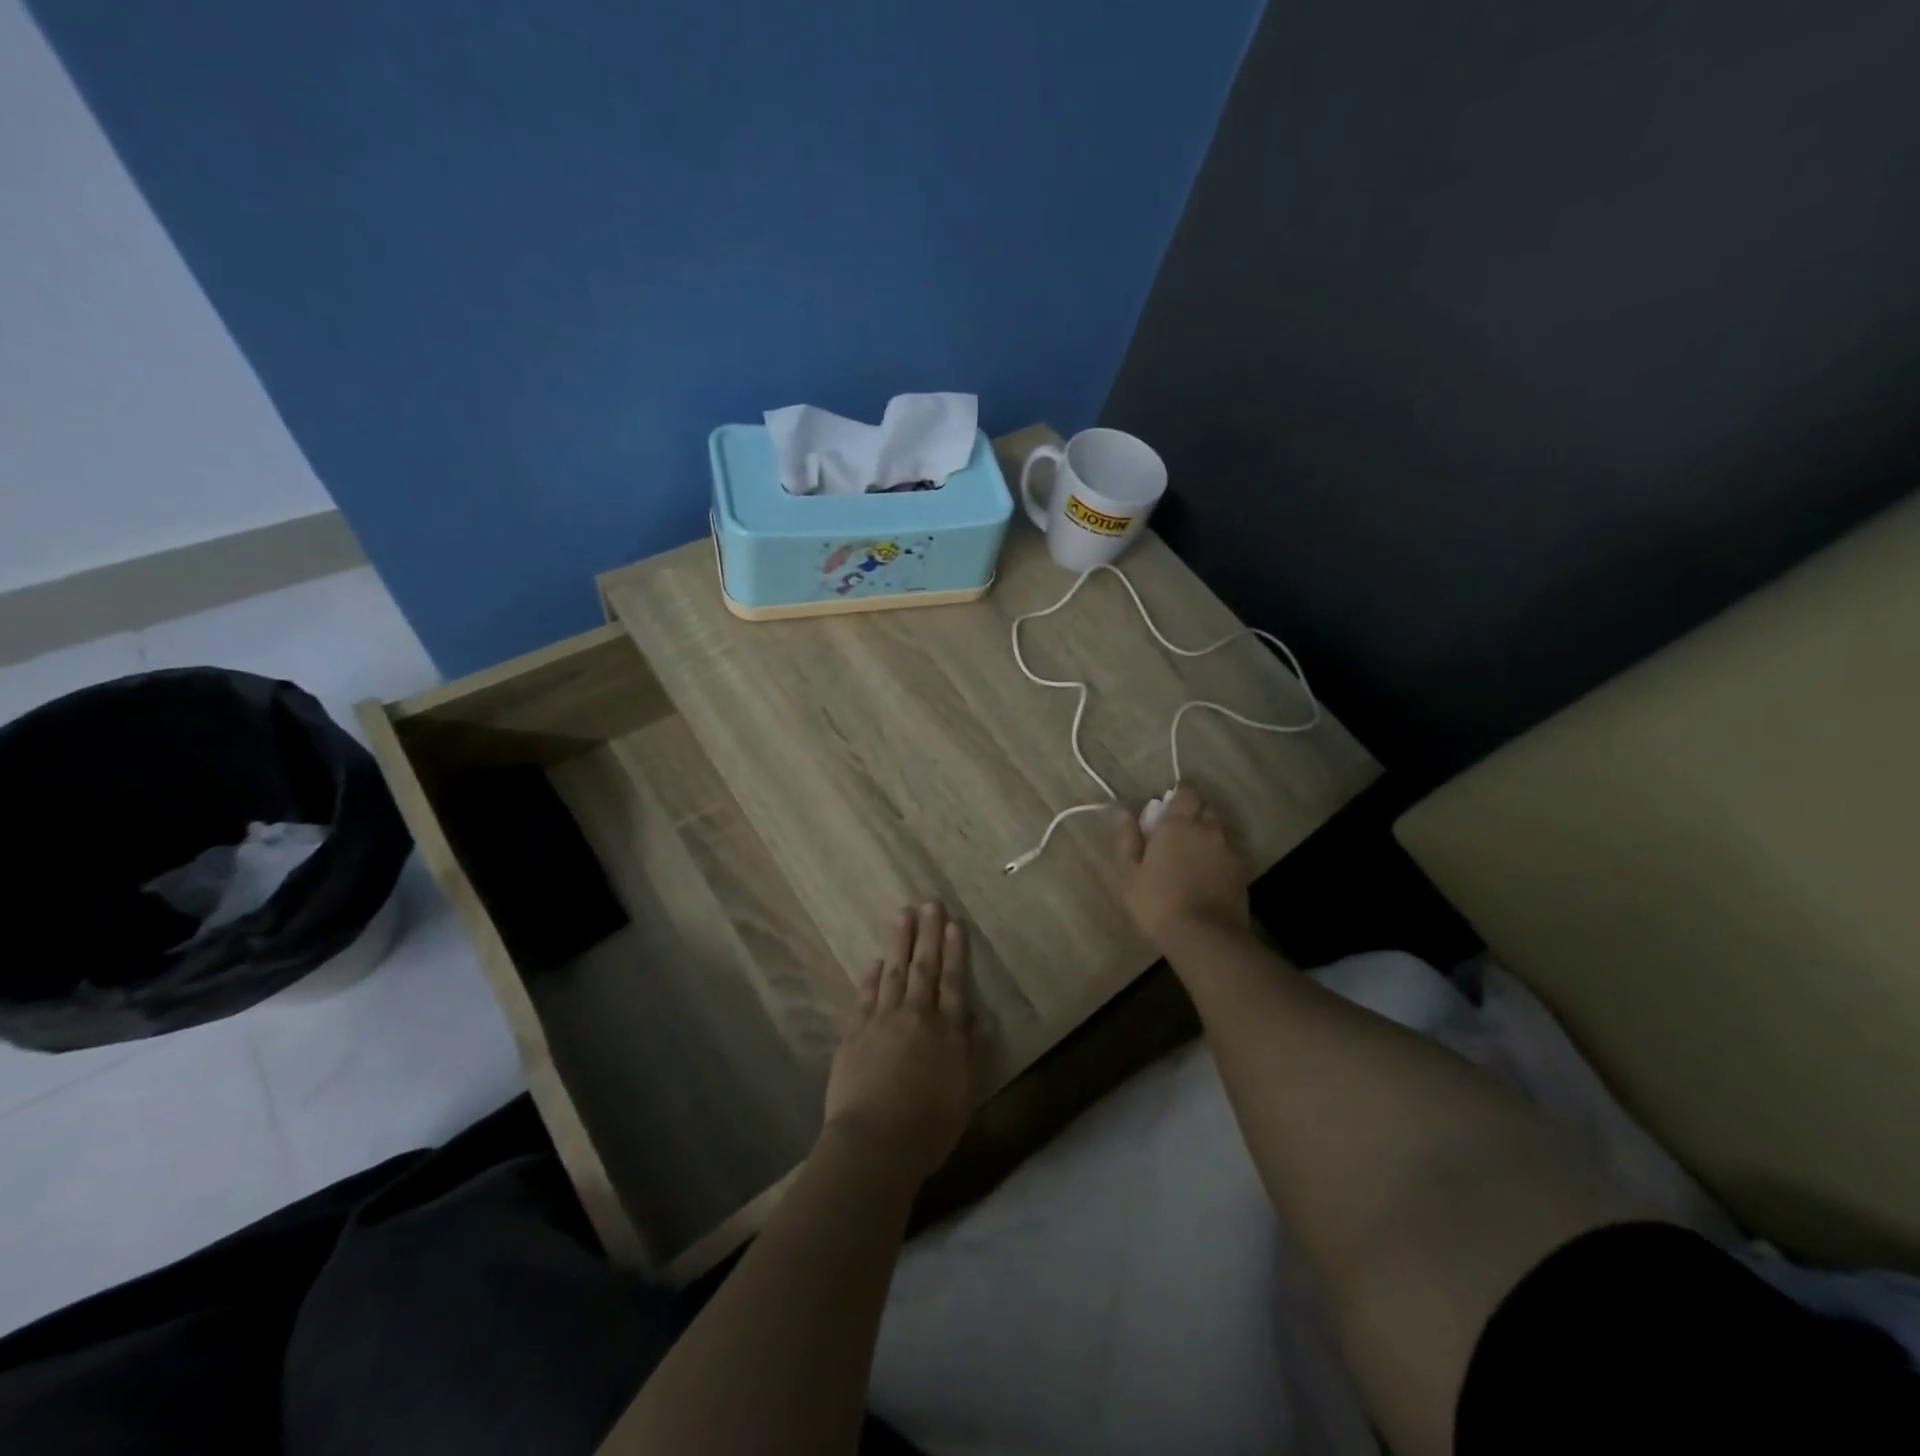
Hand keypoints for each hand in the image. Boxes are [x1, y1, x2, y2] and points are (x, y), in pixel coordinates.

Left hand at [822, 902, 976, 1181]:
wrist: (874, 1143)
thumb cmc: (928, 1127)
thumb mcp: (965, 1093)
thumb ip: (972, 1051)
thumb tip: (980, 1017)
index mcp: (946, 1031)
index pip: (953, 982)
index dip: (954, 952)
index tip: (954, 924)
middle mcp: (915, 1016)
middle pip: (923, 968)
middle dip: (928, 934)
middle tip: (929, 903)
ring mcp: (881, 1021)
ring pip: (893, 973)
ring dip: (899, 943)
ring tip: (902, 915)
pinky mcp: (854, 1033)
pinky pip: (864, 996)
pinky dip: (870, 978)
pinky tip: (873, 963)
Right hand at [1115, 785, 1250, 944]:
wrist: (1205, 937)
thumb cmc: (1158, 902)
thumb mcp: (1130, 872)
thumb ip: (1128, 839)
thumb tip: (1124, 813)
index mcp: (1179, 824)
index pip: (1185, 793)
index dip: (1177, 797)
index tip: (1165, 810)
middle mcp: (1209, 829)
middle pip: (1204, 810)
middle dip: (1192, 815)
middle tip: (1175, 836)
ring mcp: (1229, 851)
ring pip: (1218, 833)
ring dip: (1206, 838)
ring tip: (1191, 859)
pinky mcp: (1242, 872)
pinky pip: (1228, 855)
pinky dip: (1217, 859)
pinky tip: (1206, 877)